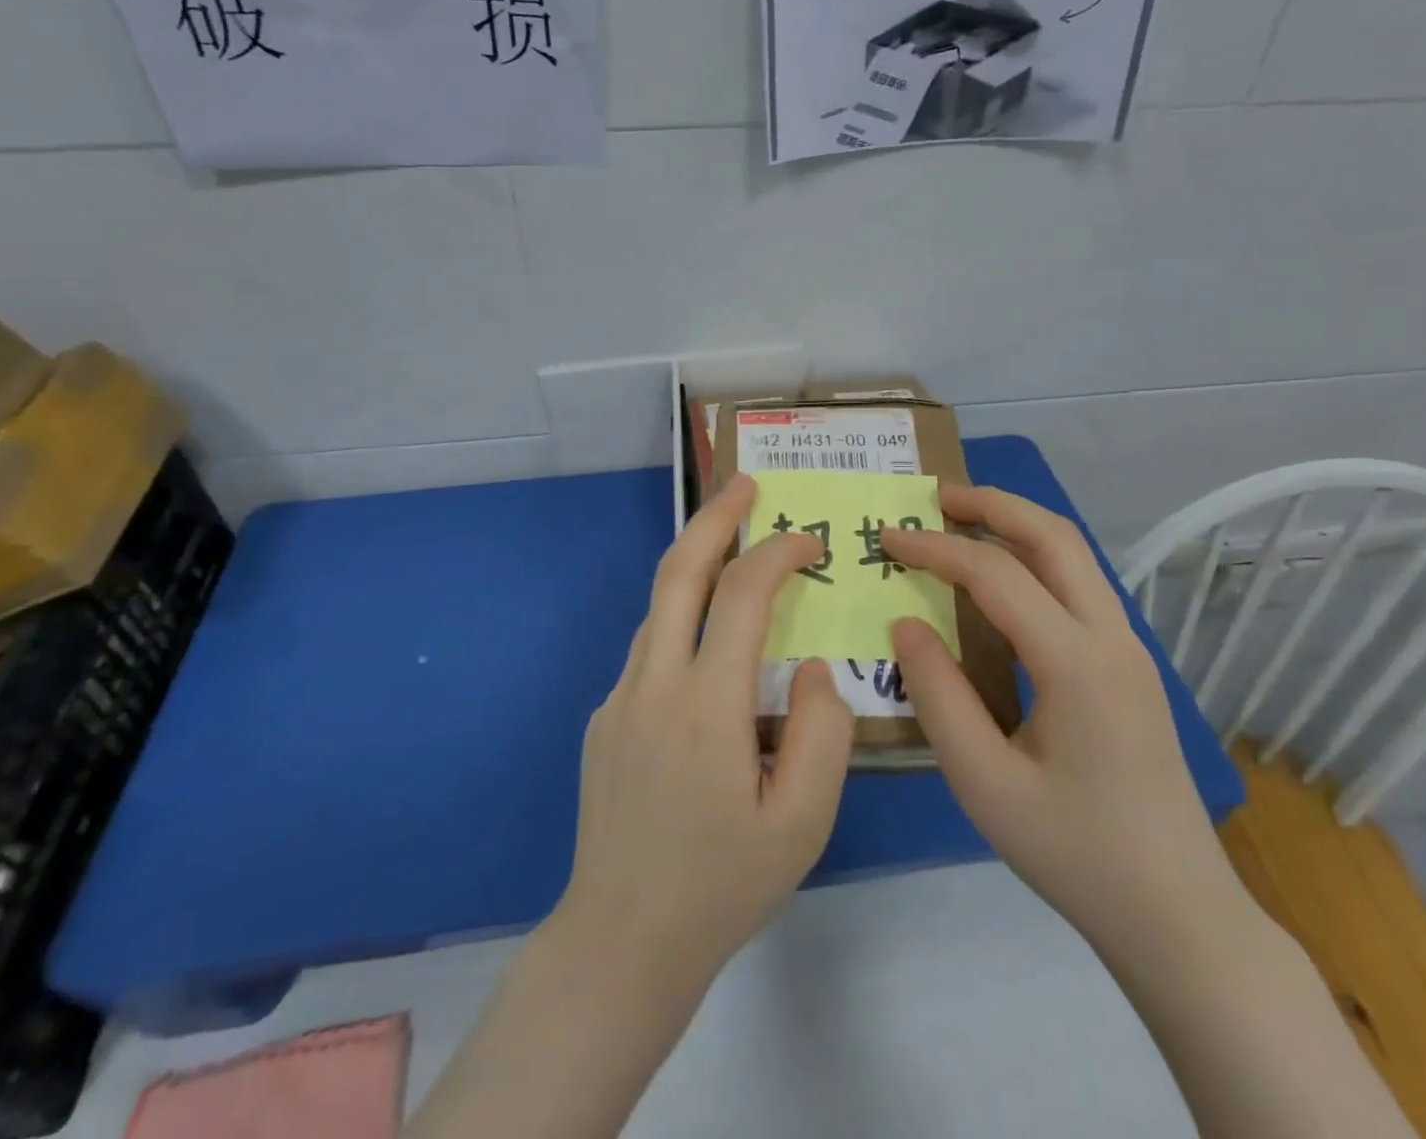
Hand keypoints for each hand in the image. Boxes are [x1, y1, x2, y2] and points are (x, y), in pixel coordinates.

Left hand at [551, 473, 854, 994]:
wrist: (621, 941)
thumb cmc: (722, 885)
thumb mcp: (802, 821)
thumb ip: (822, 730)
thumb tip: (810, 666)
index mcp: (706, 705)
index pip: (742, 595)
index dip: (777, 554)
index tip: (809, 544)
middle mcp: (652, 683)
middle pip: (678, 572)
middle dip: (714, 518)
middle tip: (746, 484)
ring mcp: (619, 698)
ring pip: (659, 607)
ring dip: (696, 566)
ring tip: (735, 551)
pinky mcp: (604, 719)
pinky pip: (650, 650)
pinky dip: (684, 622)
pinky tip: (711, 652)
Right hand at [883, 486, 1239, 945]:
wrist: (1180, 916)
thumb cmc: (1075, 853)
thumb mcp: (984, 783)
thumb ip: (938, 695)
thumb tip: (906, 625)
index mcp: (1076, 662)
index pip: (995, 575)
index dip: (935, 548)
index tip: (888, 538)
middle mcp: (1112, 638)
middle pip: (1055, 537)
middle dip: (993, 504)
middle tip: (936, 496)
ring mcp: (1130, 650)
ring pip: (1075, 556)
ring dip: (1019, 526)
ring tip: (964, 522)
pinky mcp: (1131, 668)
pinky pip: (1081, 587)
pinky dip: (1037, 560)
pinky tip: (1004, 583)